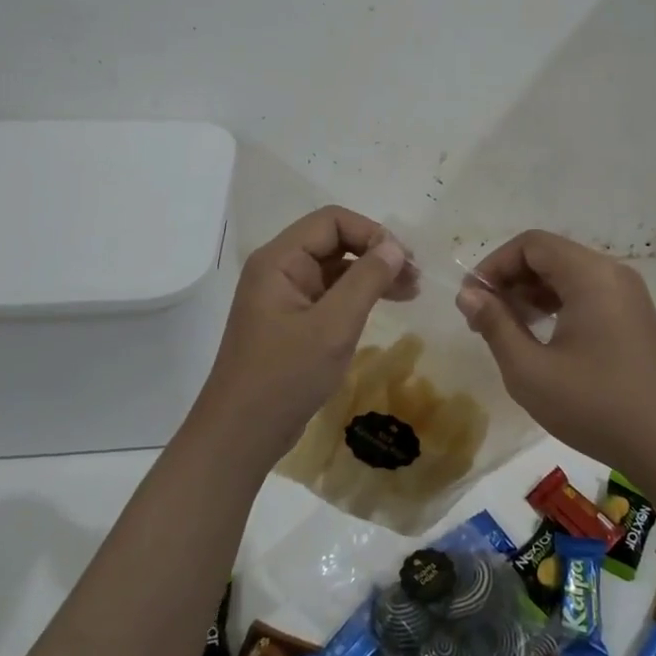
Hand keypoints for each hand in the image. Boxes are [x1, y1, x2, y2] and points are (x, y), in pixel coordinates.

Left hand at [193, 206, 412, 467]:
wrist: (241, 434)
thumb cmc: (285, 376)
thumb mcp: (333, 326)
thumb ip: (366, 280)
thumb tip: (394, 246)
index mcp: (279, 260)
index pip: (332, 221)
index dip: (372, 233)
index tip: (404, 261)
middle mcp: (279, 269)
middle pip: (334, 241)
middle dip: (375, 253)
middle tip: (414, 278)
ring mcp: (284, 295)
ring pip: (335, 268)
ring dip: (372, 274)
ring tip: (411, 291)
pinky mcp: (291, 320)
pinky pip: (329, 294)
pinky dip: (358, 295)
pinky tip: (384, 307)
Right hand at [457, 230, 655, 473]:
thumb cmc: (595, 406)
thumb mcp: (530, 371)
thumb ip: (495, 325)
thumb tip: (468, 295)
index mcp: (590, 275)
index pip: (531, 244)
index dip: (494, 265)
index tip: (471, 300)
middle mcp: (612, 273)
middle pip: (550, 255)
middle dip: (511, 280)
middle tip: (484, 318)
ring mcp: (628, 294)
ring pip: (568, 275)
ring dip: (532, 293)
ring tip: (507, 329)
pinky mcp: (635, 316)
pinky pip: (587, 293)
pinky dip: (557, 304)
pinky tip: (541, 337)